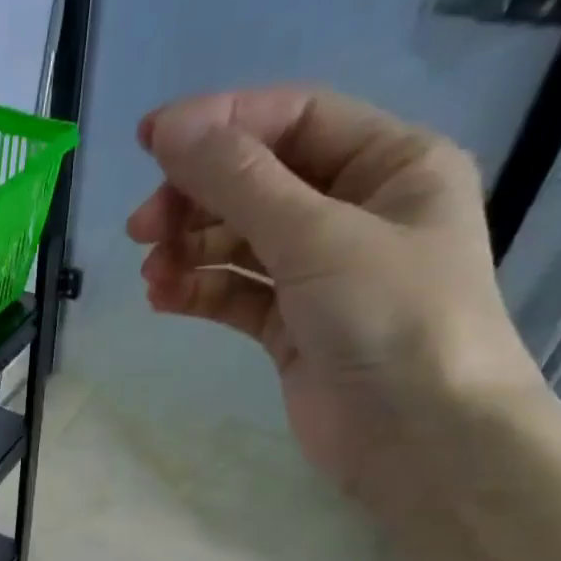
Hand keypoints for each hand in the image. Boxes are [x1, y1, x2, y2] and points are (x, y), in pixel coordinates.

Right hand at [126, 88, 542, 499]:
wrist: (420, 440)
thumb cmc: (391, 319)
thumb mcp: (316, 236)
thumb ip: (239, 181)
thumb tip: (170, 127)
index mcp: (391, 164)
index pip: (294, 120)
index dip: (220, 124)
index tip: (149, 142)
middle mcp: (357, 210)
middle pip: (258, 182)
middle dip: (196, 199)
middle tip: (141, 228)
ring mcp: (323, 272)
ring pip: (240, 241)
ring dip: (191, 250)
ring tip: (153, 274)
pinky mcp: (292, 326)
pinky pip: (236, 292)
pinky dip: (200, 291)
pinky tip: (164, 298)